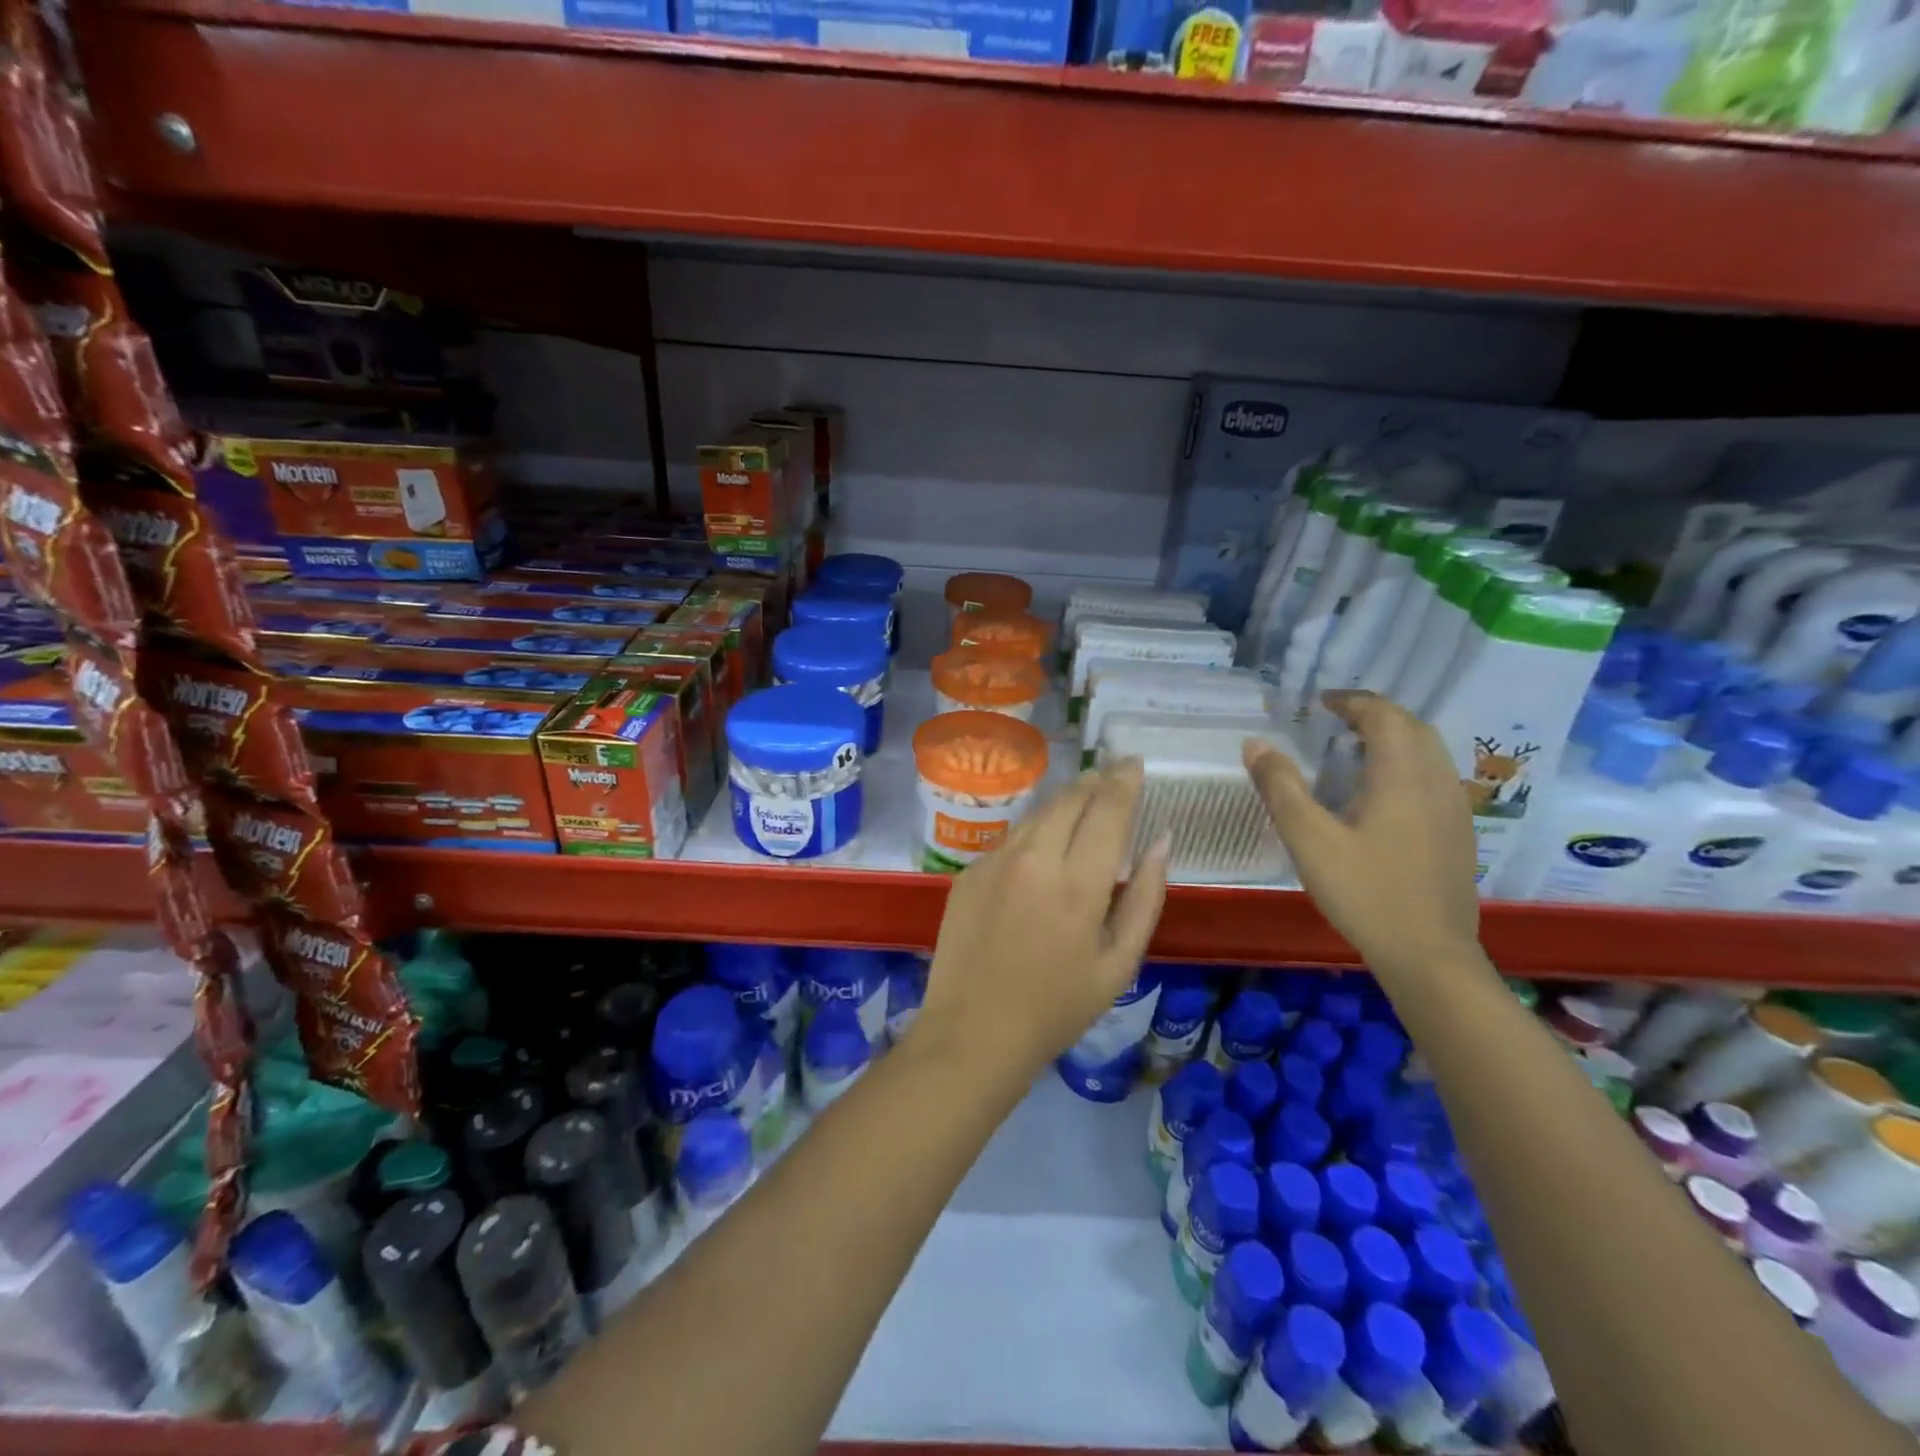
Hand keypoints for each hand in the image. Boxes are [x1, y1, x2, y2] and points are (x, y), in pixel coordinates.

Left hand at [918, 761, 1170, 1084]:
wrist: (973, 1031)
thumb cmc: (1058, 1007)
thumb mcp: (1119, 963)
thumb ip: (1146, 897)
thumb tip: (1162, 841)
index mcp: (1078, 882)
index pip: (1108, 808)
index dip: (1124, 780)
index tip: (1134, 762)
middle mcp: (1034, 858)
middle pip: (1069, 799)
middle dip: (1094, 783)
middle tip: (1111, 778)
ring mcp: (995, 861)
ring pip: (1037, 813)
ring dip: (1064, 802)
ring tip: (1083, 804)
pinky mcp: (969, 871)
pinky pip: (1011, 839)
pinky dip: (1035, 833)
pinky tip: (1042, 850)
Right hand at [1244, 690, 1482, 979]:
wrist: (1429, 954)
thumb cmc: (1365, 892)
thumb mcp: (1308, 839)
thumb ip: (1280, 787)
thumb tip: (1254, 743)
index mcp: (1402, 775)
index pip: (1384, 715)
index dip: (1352, 701)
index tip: (1319, 703)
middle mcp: (1436, 781)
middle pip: (1413, 727)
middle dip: (1375, 715)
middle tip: (1335, 721)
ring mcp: (1454, 808)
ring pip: (1429, 752)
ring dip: (1394, 738)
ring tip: (1355, 750)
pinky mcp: (1458, 833)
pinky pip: (1434, 777)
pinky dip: (1407, 765)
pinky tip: (1382, 794)